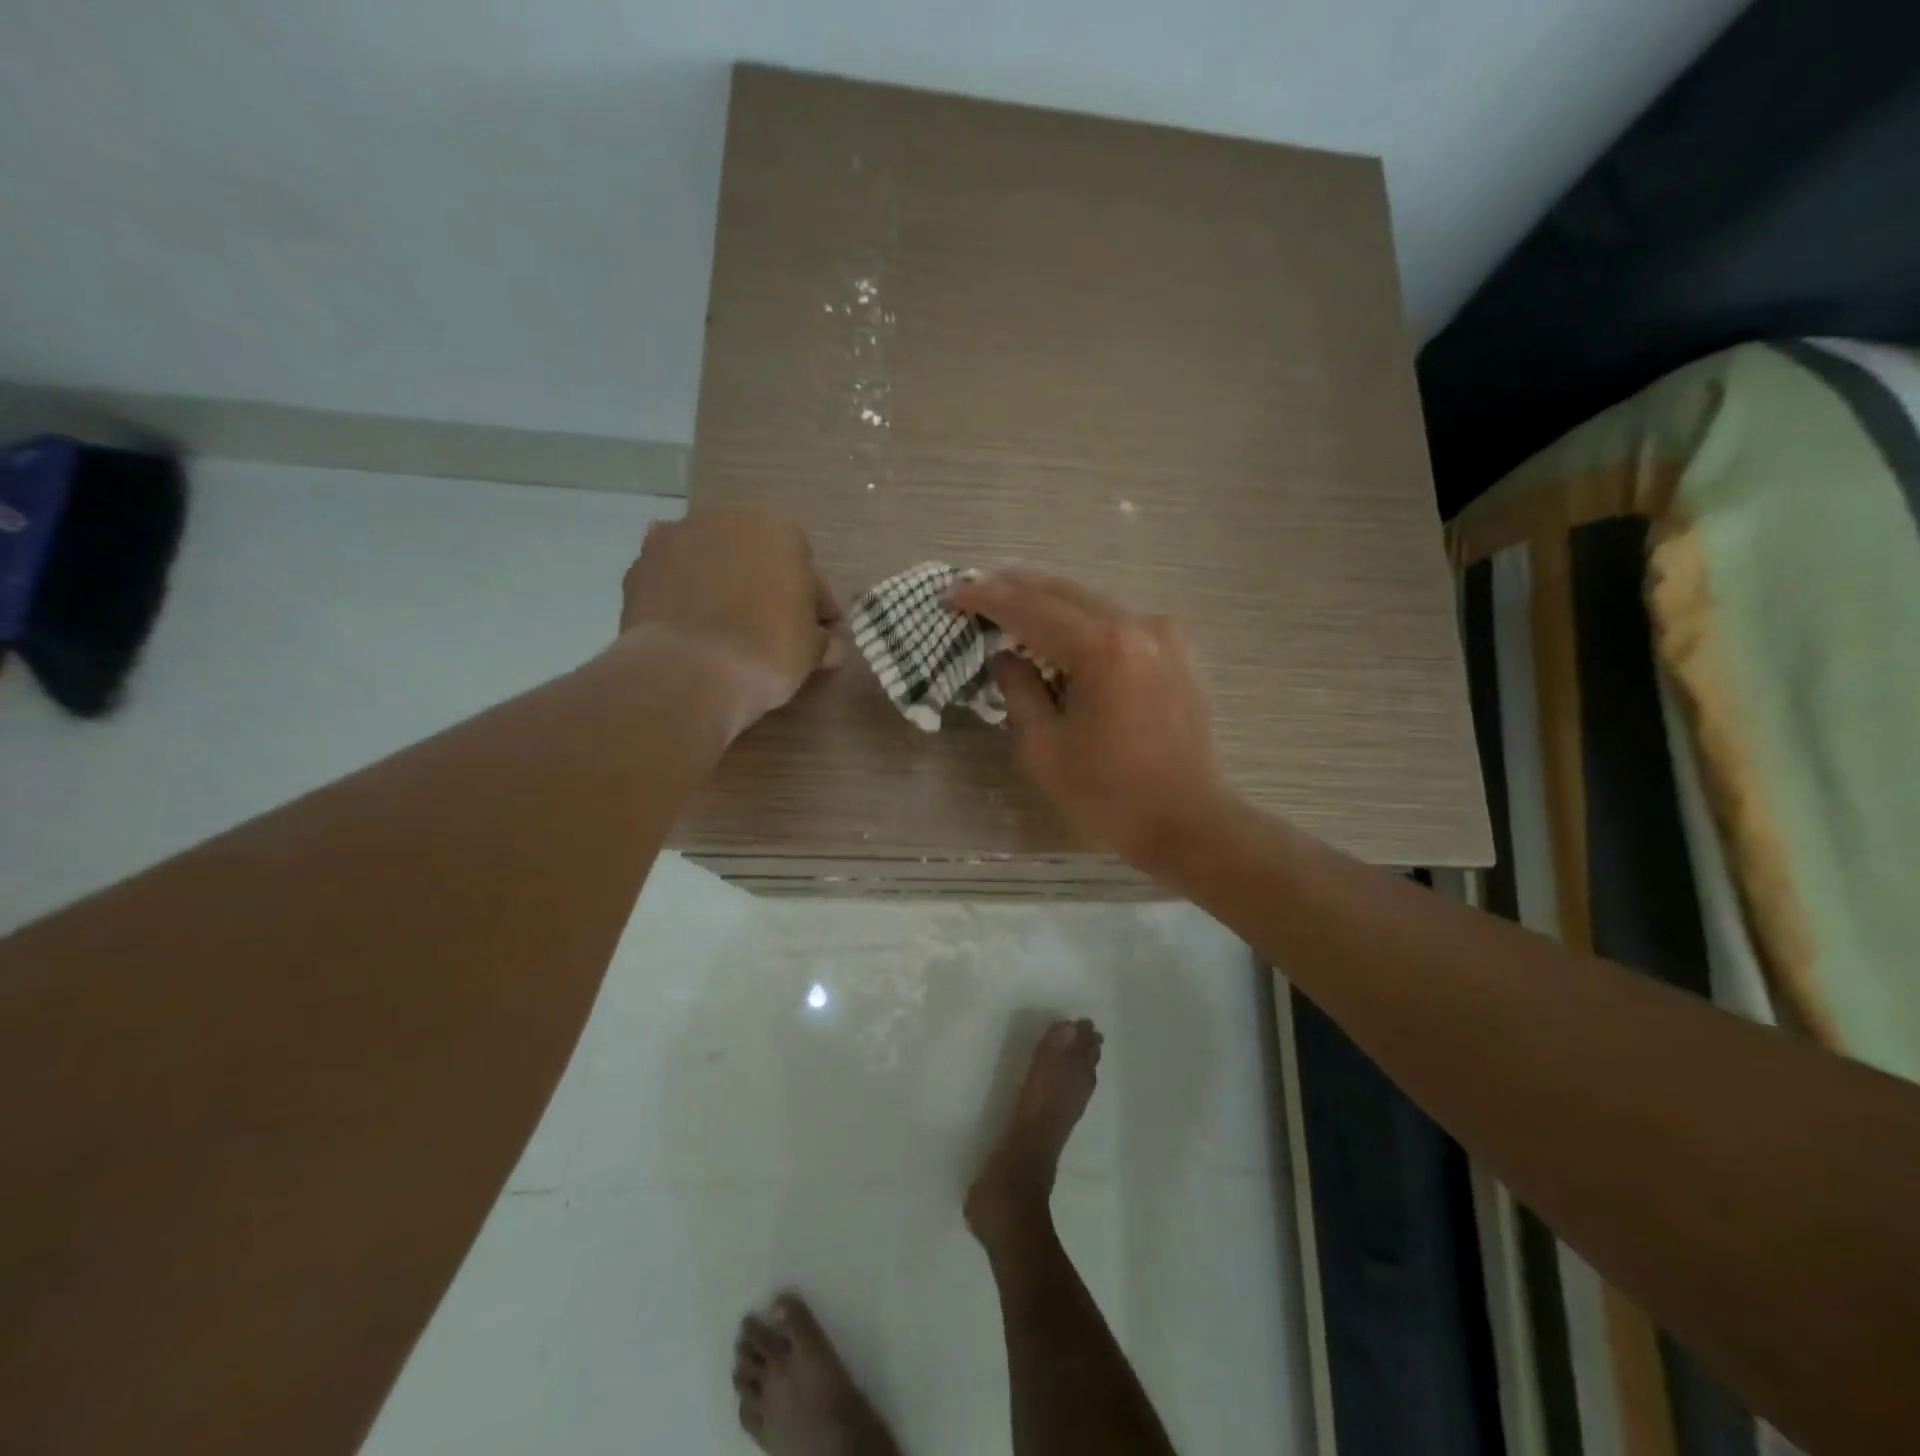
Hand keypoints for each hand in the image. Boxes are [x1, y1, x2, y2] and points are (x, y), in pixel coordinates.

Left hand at [619, 510, 841, 735]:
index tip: (813, 633)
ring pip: (712, 560)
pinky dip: (682, 593)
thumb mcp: (811, 653)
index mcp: (780, 532)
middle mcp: (728, 520)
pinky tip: (688, 623)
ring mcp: (678, 537)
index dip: (813, 605)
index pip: (807, 571)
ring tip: (723, 627)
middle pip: (756, 556)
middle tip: (768, 628)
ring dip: (721, 583)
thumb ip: (822, 639)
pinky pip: (673, 576)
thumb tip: (829, 645)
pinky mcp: (640, 564)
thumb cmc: (765, 654)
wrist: (685, 672)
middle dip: (764, 585)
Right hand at [947, 570, 1227, 865]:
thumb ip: (1019, 690)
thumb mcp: (1045, 747)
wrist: (1188, 822)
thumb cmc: (1109, 794)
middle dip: (1015, 588)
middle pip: (1063, 593)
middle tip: (975, 589)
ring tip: (1009, 604)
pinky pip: (1118, 622)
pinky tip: (1061, 631)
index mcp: (1101, 647)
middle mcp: (1136, 625)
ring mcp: (1163, 635)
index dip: (986, 599)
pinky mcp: (1176, 653)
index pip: (1030, 609)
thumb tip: (1005, 657)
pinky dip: (1082, 621)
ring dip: (1048, 602)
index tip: (952, 595)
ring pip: (1092, 602)